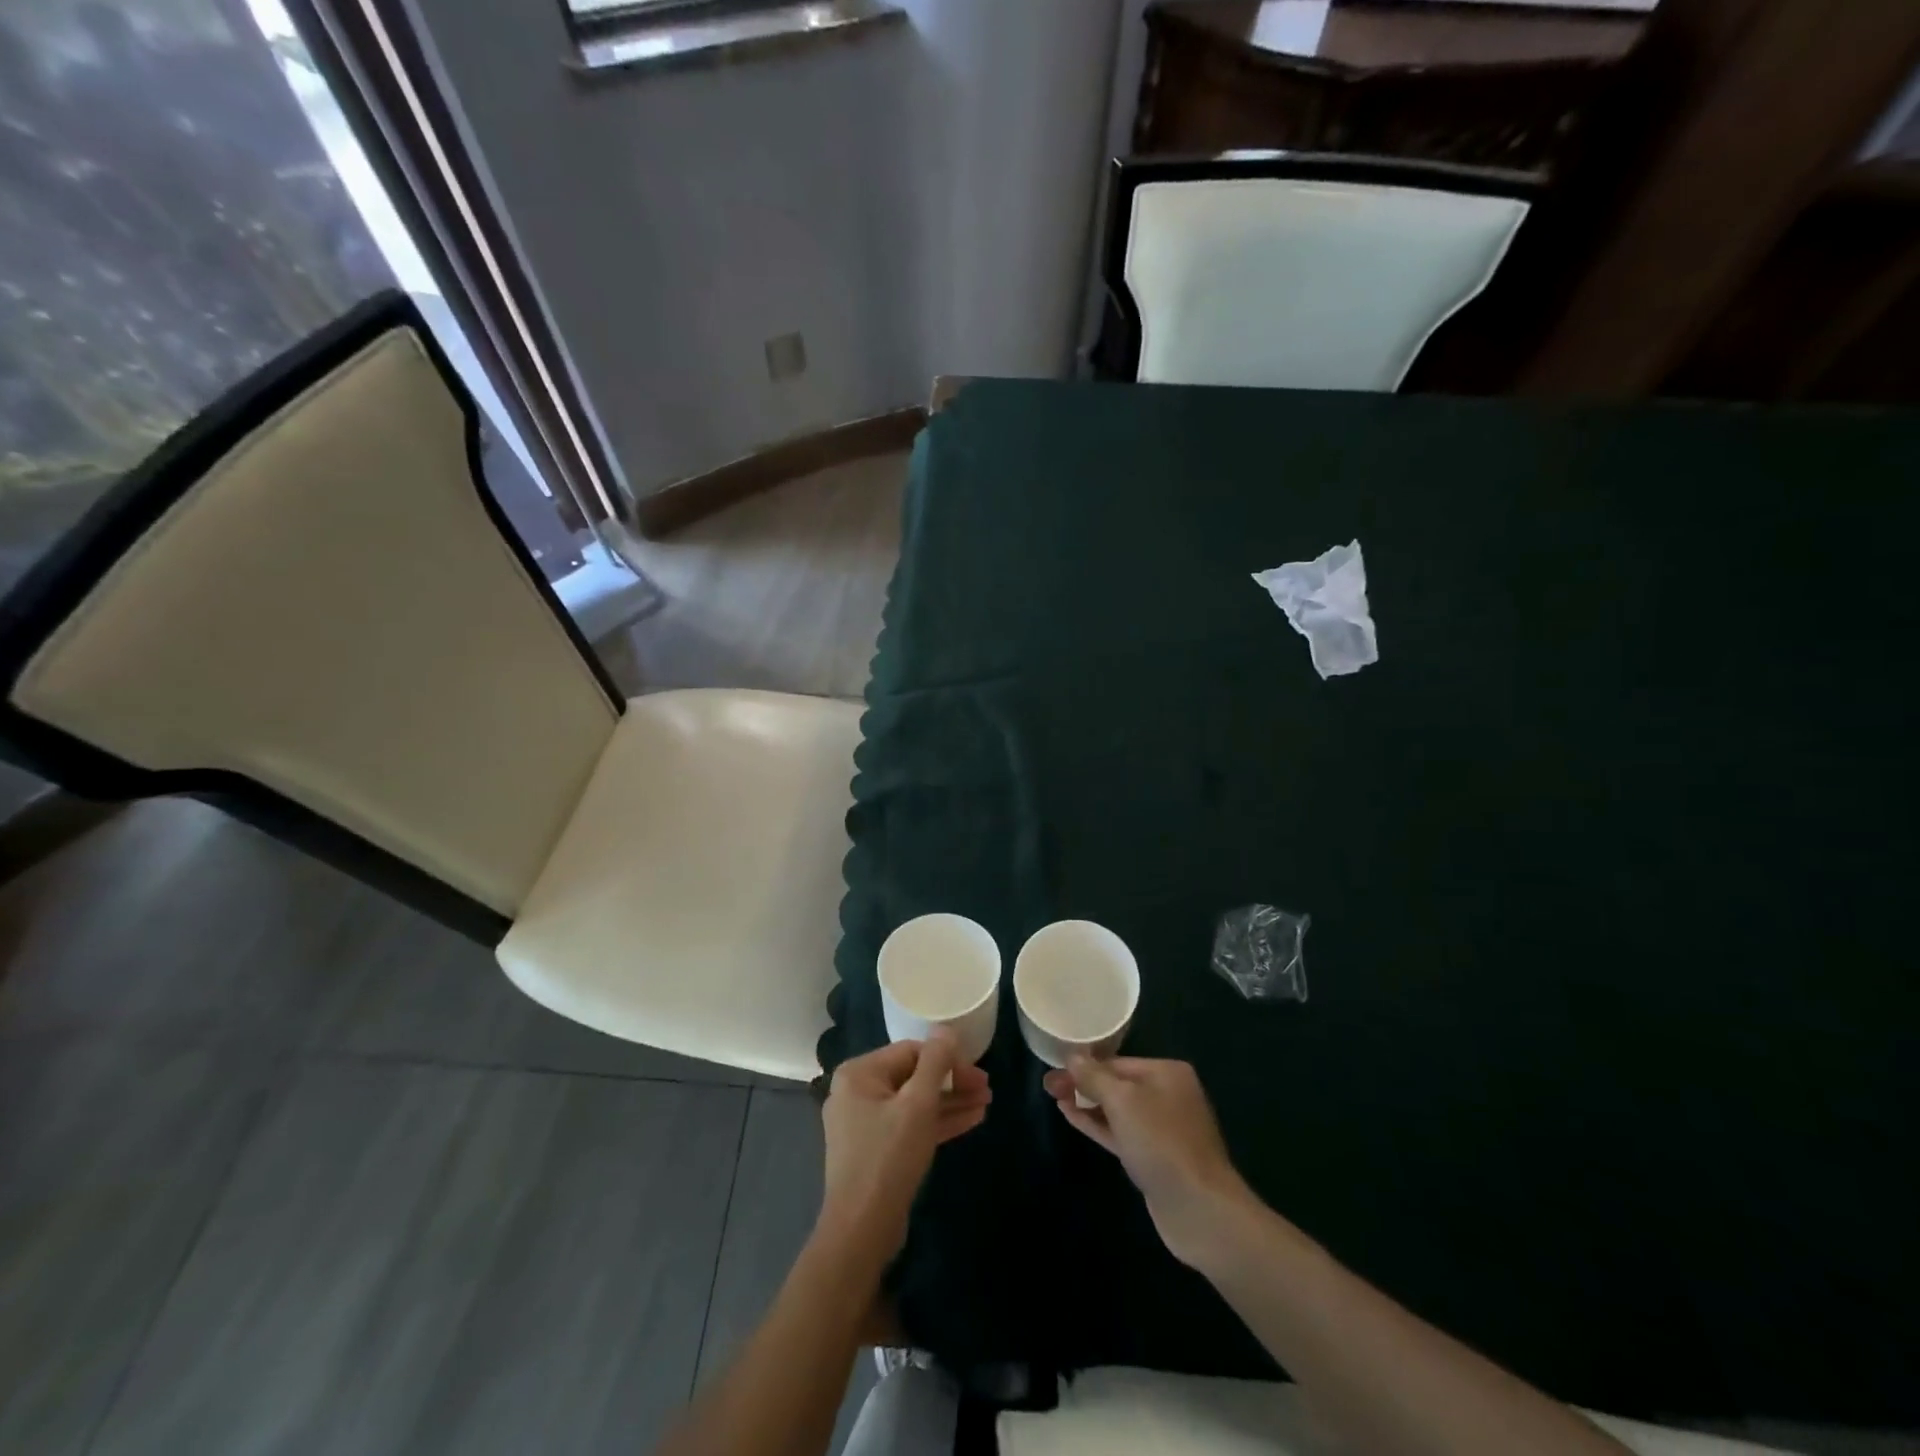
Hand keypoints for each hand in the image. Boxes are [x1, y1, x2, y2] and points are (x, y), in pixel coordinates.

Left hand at [819, 1031, 990, 1258]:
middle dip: (952, 1082)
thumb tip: (945, 1029)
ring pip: (914, 1103)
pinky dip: (936, 1122)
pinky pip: (909, 1125)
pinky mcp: (875, 1150)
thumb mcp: (918, 1104)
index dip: (948, 1059)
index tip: (979, 1074)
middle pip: (913, 1076)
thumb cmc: (889, 1157)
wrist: (861, 1230)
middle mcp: (857, 1092)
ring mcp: (864, 1123)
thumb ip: (935, 1062)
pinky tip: (970, 1120)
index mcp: (859, 1073)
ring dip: (950, 1102)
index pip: (911, 1051)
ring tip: (986, 1104)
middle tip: (987, 1089)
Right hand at [1045, 1056, 1253, 1268]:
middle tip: (1047, 1087)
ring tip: (1056, 1099)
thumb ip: (1094, 1076)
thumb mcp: (1122, 1100)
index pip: (1117, 1061)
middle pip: (1117, 1084)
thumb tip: (1072, 1056)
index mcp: (1167, 1073)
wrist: (1199, 1209)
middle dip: (1083, 1085)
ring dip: (1087, 1104)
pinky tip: (1072, 1118)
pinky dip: (1098, 1125)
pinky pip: (1121, 1133)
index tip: (1053, 1069)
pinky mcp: (1155, 1158)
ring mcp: (1163, 1129)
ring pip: (1117, 1110)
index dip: (1083, 1065)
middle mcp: (1168, 1095)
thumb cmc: (1161, 1142)